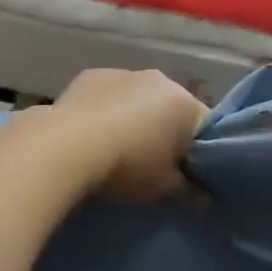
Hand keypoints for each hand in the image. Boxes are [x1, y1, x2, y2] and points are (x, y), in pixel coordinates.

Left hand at [50, 69, 207, 200]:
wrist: (66, 147)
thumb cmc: (128, 167)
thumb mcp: (165, 189)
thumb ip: (191, 191)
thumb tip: (205, 197)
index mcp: (186, 104)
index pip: (205, 127)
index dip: (199, 152)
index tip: (187, 173)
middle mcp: (160, 80)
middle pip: (172, 108)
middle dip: (166, 131)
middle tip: (153, 163)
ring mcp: (125, 73)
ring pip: (140, 98)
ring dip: (136, 117)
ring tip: (118, 148)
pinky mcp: (93, 75)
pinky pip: (110, 94)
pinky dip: (107, 109)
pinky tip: (93, 133)